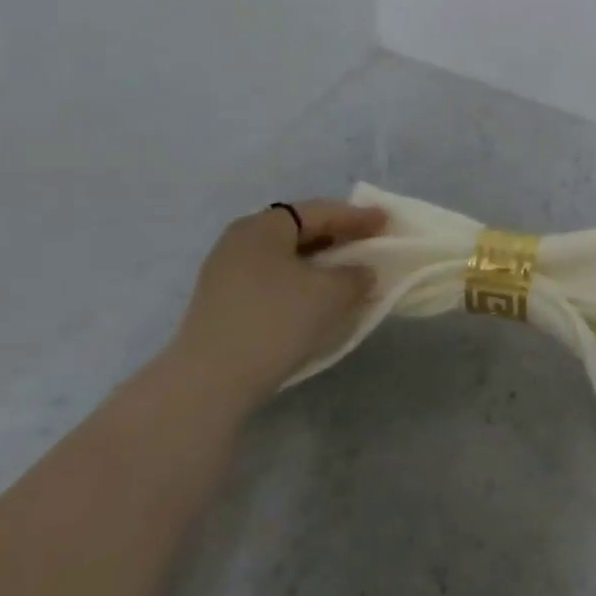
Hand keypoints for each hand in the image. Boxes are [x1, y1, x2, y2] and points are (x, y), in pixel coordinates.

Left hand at [168, 198, 388, 413]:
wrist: (209, 383)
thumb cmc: (276, 321)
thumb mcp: (333, 293)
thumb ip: (357, 274)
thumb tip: (360, 272)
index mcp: (264, 225)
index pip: (320, 212)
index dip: (357, 217)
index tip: (386, 222)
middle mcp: (239, 240)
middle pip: (298, 230)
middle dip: (336, 237)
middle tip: (367, 244)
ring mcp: (224, 274)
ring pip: (284, 258)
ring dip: (317, 263)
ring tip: (345, 274)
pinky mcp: (219, 305)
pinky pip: (270, 280)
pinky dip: (298, 283)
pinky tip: (315, 299)